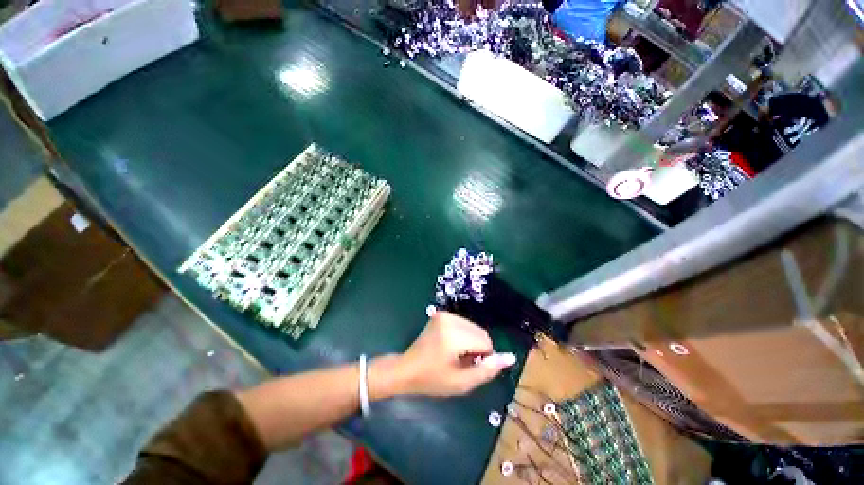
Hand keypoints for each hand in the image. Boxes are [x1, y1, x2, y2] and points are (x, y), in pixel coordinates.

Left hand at [373, 311, 515, 397]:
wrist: (407, 369)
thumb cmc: (433, 380)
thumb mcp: (462, 383)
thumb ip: (488, 370)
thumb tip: (511, 357)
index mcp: (453, 335)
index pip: (485, 342)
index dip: (482, 358)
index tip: (467, 367)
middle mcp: (450, 319)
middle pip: (481, 332)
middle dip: (477, 348)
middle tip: (461, 362)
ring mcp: (445, 315)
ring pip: (473, 327)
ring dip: (471, 341)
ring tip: (454, 354)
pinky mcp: (441, 314)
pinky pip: (464, 324)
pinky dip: (463, 335)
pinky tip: (450, 345)